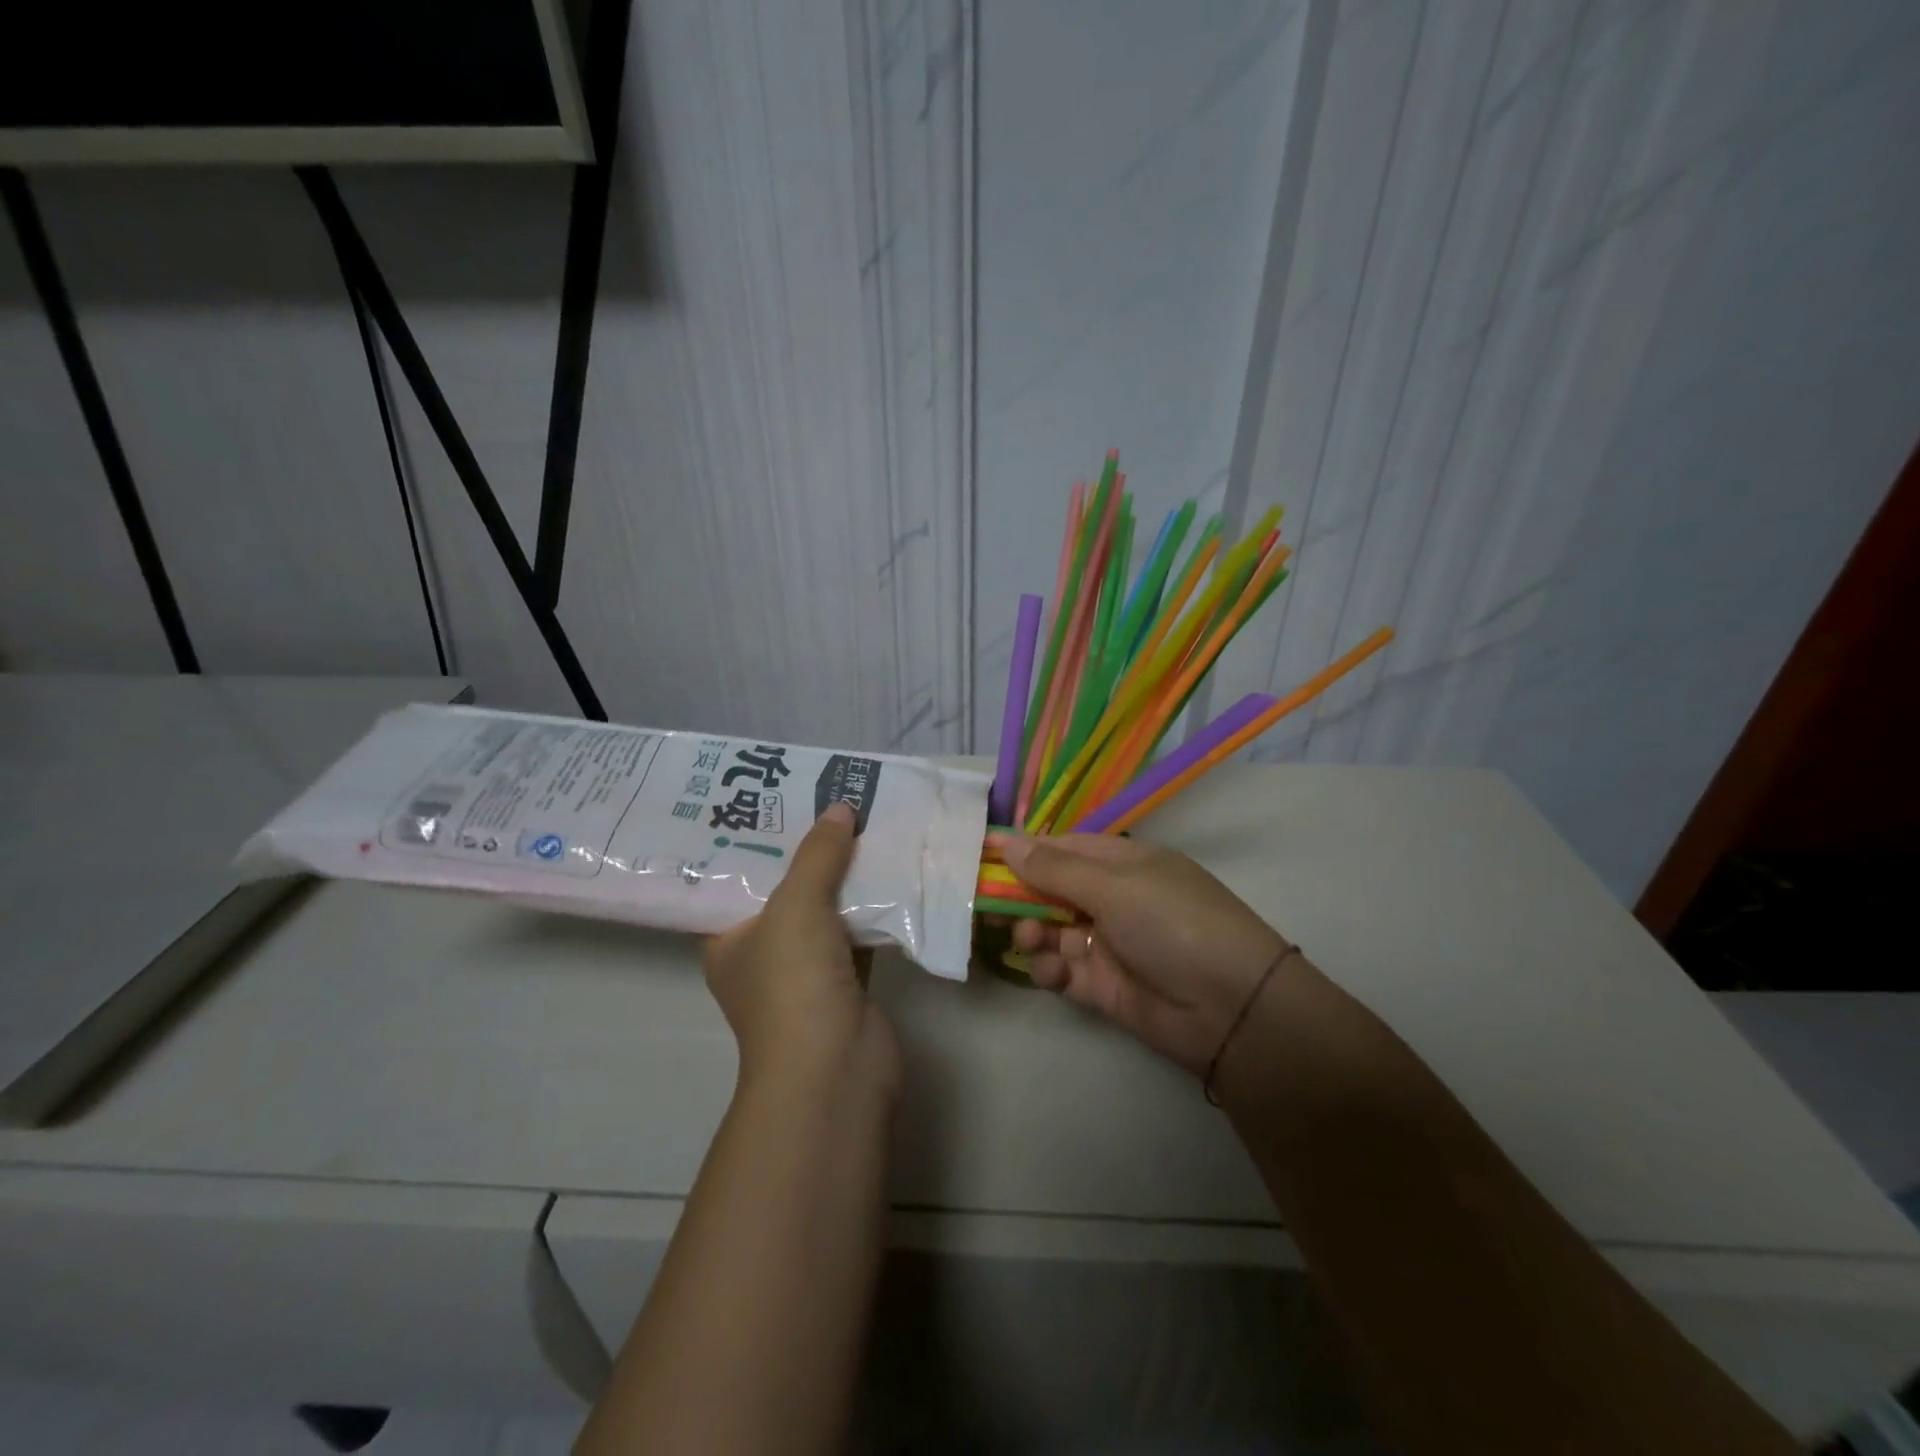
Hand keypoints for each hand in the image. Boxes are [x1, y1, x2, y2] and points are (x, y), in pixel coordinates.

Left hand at [703, 803, 900, 1098]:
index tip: (773, 798)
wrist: (836, 1069)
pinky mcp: (846, 979)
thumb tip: (840, 808)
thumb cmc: (792, 983)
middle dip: (806, 848)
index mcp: (726, 937)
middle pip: (783, 888)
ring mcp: (806, 968)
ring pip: (824, 907)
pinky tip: (890, 866)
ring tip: (860, 819)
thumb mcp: (796, 907)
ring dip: (844, 874)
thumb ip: (817, 855)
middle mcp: (761, 951)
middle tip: (825, 799)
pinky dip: (871, 903)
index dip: (751, 839)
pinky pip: (857, 929)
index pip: (731, 878)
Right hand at [988, 832, 1288, 1074]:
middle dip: (1019, 896)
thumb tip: (1006, 840)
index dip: (1022, 849)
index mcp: (1122, 864)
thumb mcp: (1115, 887)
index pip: (1061, 848)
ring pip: (1050, 930)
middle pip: (1049, 889)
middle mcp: (1112, 899)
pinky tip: (1053, 971)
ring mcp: (1106, 943)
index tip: (978, 851)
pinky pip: (1061, 969)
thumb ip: (1056, 868)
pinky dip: (1049, 968)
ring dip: (1032, 932)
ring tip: (1032, 940)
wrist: (1231, 1009)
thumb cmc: (1173, 924)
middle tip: (986, 906)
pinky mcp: (1102, 985)